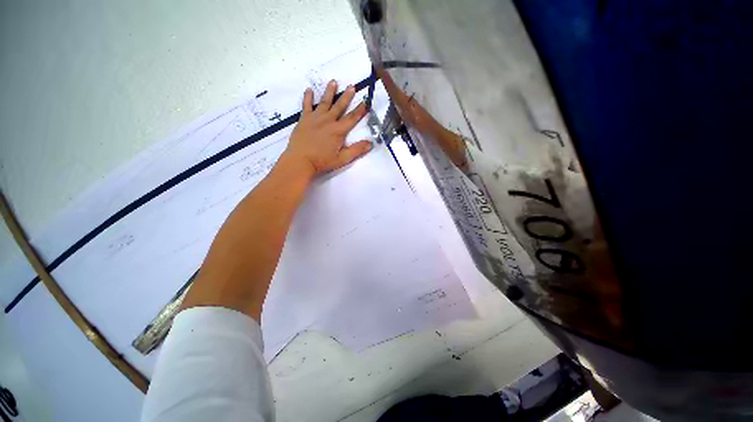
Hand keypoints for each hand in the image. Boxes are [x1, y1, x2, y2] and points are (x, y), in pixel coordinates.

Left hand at [283, 80, 371, 176]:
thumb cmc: (322, 161)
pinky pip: (306, 105)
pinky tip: (309, 90)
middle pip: (339, 106)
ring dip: (329, 92)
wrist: (301, 161)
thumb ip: (356, 150)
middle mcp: (328, 121)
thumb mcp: (343, 159)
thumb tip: (370, 143)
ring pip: (324, 102)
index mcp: (338, 131)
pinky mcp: (304, 119)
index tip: (365, 101)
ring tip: (333, 81)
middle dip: (347, 96)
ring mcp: (315, 118)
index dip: (360, 110)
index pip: (352, 118)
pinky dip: (308, 97)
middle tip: (352, 86)